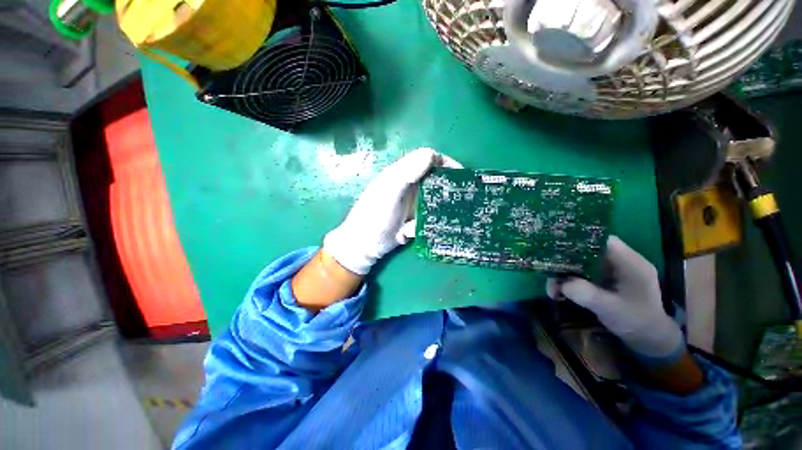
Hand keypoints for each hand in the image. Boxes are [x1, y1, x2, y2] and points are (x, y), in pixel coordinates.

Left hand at [323, 148, 461, 274]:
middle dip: (447, 187)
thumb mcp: (389, 191)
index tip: (460, 175)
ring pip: (434, 199)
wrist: (364, 245)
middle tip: (460, 198)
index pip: (428, 159)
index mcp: (402, 173)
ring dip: (438, 209)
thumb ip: (407, 172)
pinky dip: (426, 223)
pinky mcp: (413, 218)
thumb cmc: (374, 215)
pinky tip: (414, 231)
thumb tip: (432, 154)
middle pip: (435, 179)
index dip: (445, 163)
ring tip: (442, 218)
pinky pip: (428, 216)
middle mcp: (409, 185)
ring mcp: (411, 203)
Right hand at [547, 236, 683, 359]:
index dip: (578, 239)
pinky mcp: (603, 280)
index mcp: (629, 261)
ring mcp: (610, 271)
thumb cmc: (637, 322)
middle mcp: (619, 261)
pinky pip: (582, 274)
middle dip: (565, 260)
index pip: (601, 240)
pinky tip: (559, 292)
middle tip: (547, 270)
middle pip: (587, 250)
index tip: (556, 246)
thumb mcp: (612, 309)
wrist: (649, 339)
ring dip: (564, 273)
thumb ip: (588, 294)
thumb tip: (561, 283)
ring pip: (581, 263)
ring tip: (551, 288)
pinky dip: (569, 281)